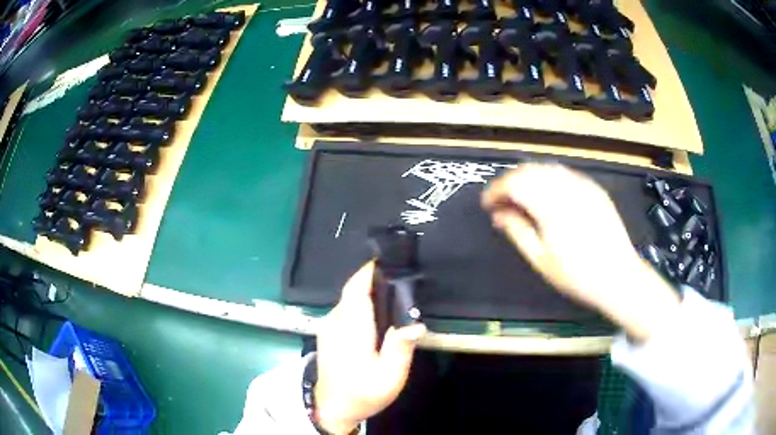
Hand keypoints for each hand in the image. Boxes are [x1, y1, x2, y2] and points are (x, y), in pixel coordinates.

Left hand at [314, 262, 426, 433]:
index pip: (356, 288)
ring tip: (395, 296)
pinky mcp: (327, 332)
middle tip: (402, 280)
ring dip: (368, 292)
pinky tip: (377, 316)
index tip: (391, 261)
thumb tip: (416, 322)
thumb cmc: (362, 392)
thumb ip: (400, 347)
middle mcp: (335, 320)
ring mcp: (328, 326)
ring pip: (349, 299)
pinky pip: (345, 309)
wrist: (332, 408)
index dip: (370, 270)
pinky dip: (361, 304)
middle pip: (353, 290)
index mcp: (350, 327)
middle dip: (375, 279)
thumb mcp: (389, 376)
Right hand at [482, 163, 679, 341]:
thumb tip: (498, 213)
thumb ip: (517, 230)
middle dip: (511, 182)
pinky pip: (566, 174)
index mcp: (550, 206)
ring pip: (547, 168)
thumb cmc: (577, 275)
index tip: (488, 204)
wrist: (619, 276)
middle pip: (530, 170)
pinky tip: (548, 196)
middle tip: (502, 202)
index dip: (496, 190)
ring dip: (530, 178)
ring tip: (523, 199)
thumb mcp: (541, 259)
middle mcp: (566, 188)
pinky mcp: (595, 189)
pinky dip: (550, 179)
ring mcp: (583, 186)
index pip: (514, 183)